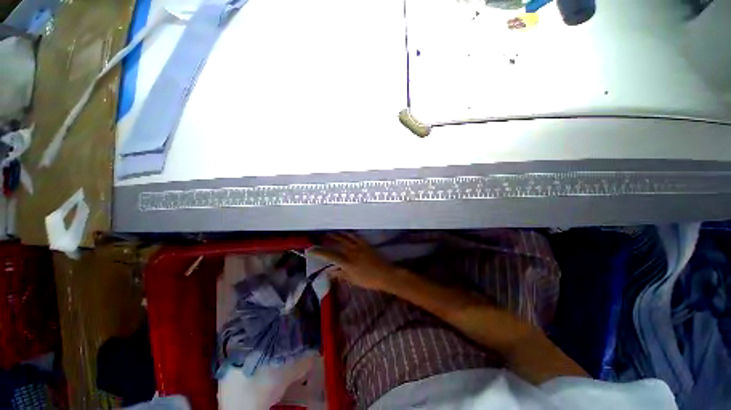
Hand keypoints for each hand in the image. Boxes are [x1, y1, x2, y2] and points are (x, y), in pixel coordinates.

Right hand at [311, 233, 401, 291]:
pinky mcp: (365, 244)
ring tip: (330, 232)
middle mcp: (351, 252)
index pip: (330, 255)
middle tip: (321, 237)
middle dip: (328, 240)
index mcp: (347, 262)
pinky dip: (349, 234)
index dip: (319, 252)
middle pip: (337, 243)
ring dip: (337, 235)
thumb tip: (329, 272)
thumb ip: (341, 274)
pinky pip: (355, 237)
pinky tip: (346, 233)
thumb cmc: (368, 280)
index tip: (311, 249)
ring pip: (345, 238)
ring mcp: (359, 247)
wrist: (384, 274)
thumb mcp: (353, 280)